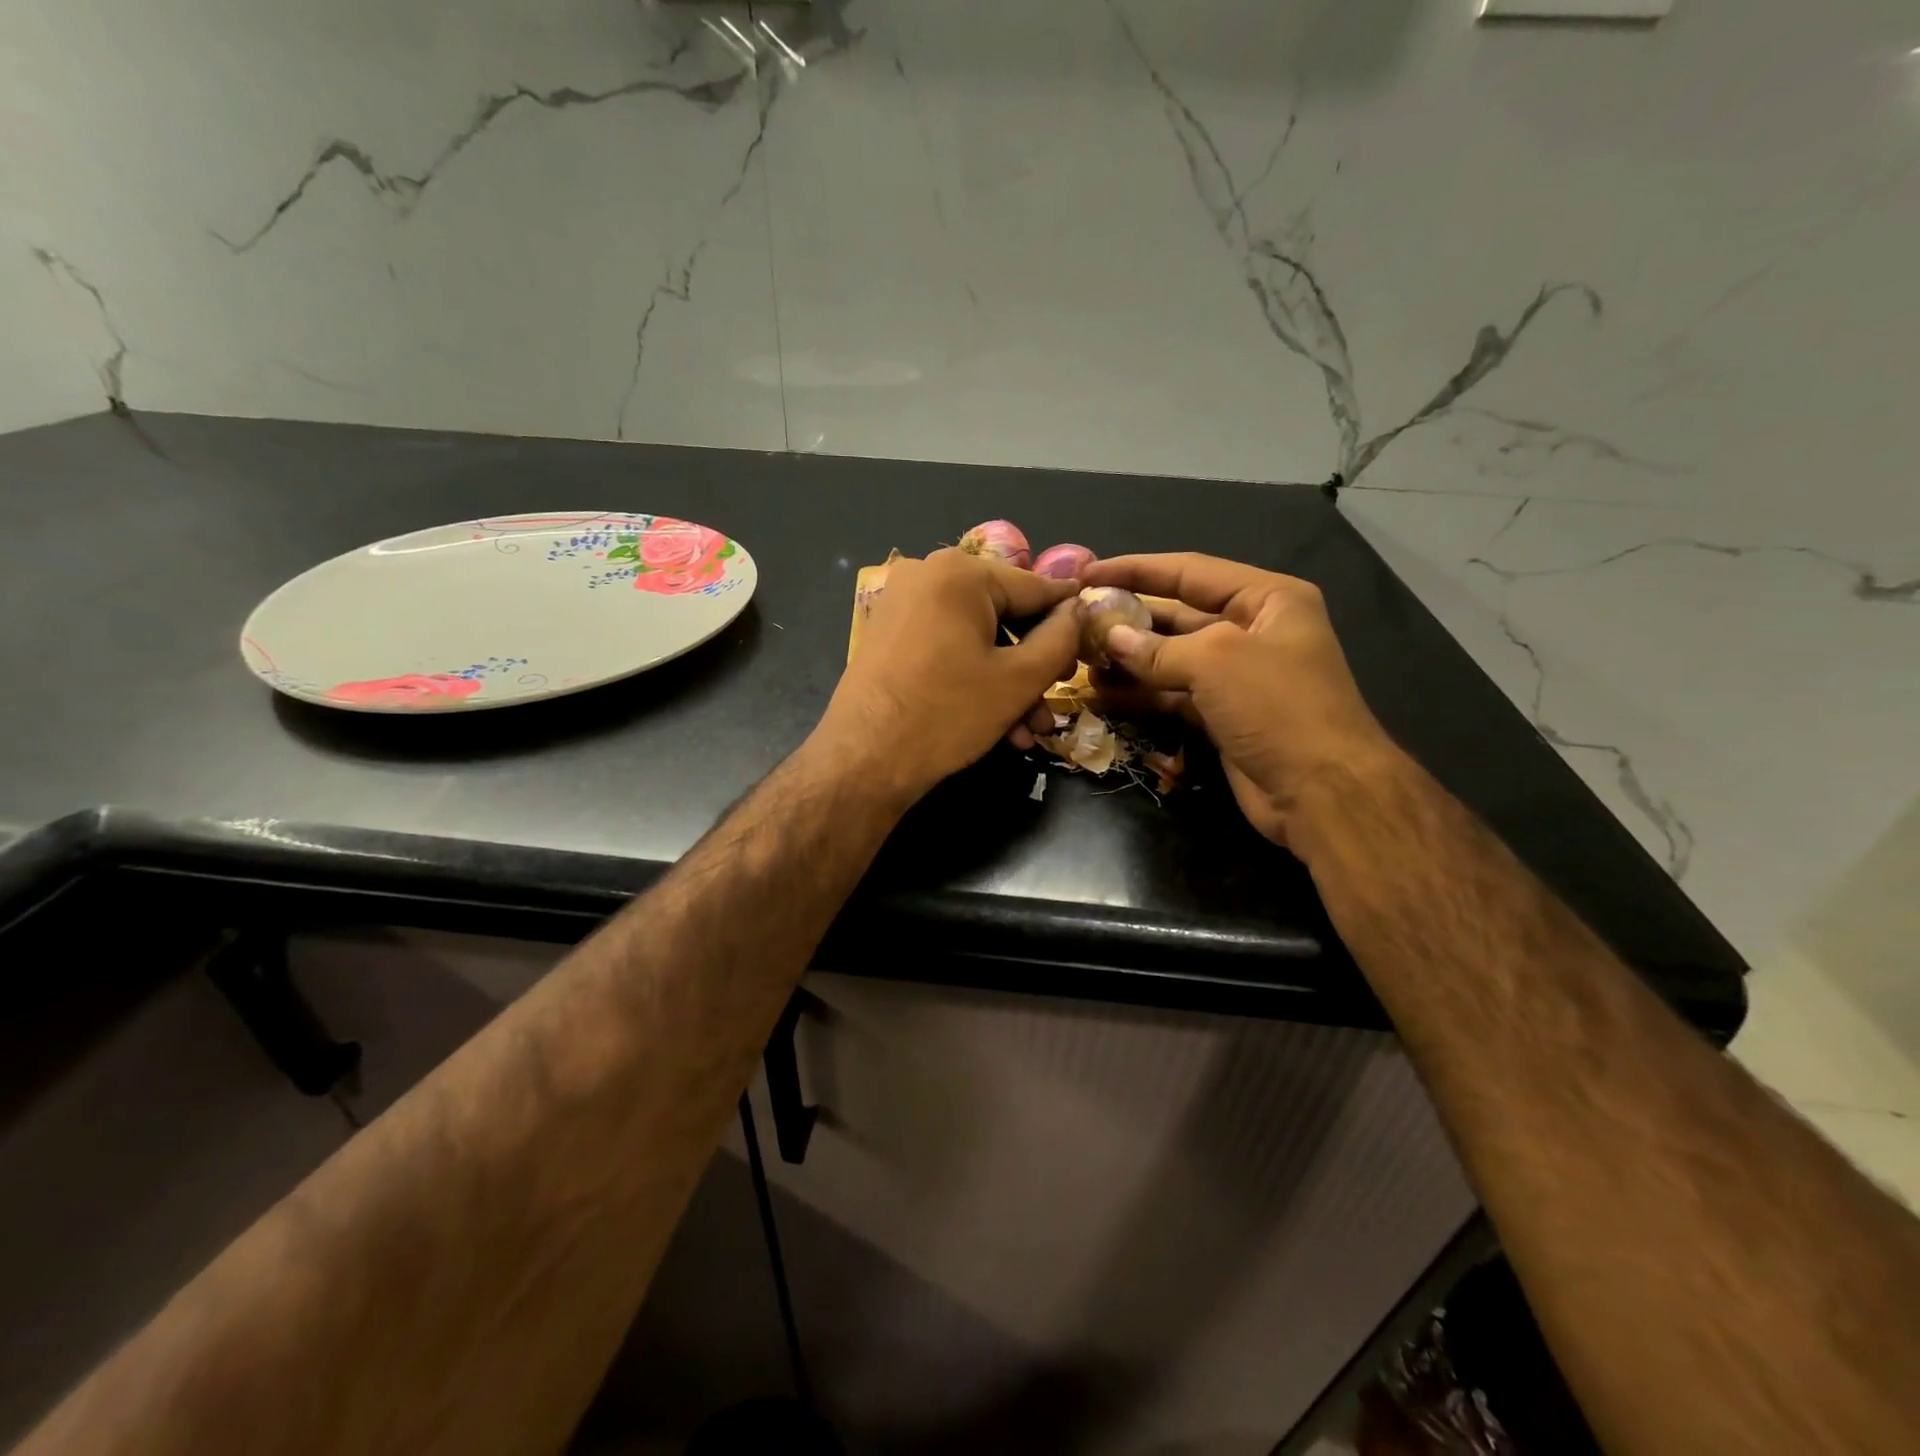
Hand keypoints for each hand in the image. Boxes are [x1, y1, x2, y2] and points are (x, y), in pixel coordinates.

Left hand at [814, 548, 1082, 803]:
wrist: (863, 761)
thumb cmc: (947, 714)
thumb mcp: (1018, 679)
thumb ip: (1061, 638)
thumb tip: (1079, 611)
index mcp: (960, 572)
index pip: (1036, 588)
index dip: (1070, 619)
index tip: (1096, 643)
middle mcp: (927, 576)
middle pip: (1005, 615)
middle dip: (1035, 665)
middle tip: (1056, 699)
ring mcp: (903, 606)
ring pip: (977, 639)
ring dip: (1009, 684)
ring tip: (1030, 730)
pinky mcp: (890, 637)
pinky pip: (949, 650)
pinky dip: (975, 681)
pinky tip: (999, 727)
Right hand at [1082, 553, 1397, 850]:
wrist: (1322, 791)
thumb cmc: (1277, 706)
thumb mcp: (1216, 661)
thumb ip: (1158, 648)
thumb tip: (1110, 638)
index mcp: (1267, 599)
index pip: (1190, 571)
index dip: (1137, 569)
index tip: (1089, 572)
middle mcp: (1253, 630)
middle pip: (1178, 614)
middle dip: (1129, 617)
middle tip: (1078, 620)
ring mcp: (1238, 676)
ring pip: (1172, 657)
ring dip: (1129, 658)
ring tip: (1081, 658)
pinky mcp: (1223, 714)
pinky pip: (1174, 693)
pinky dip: (1141, 692)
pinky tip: (1103, 692)